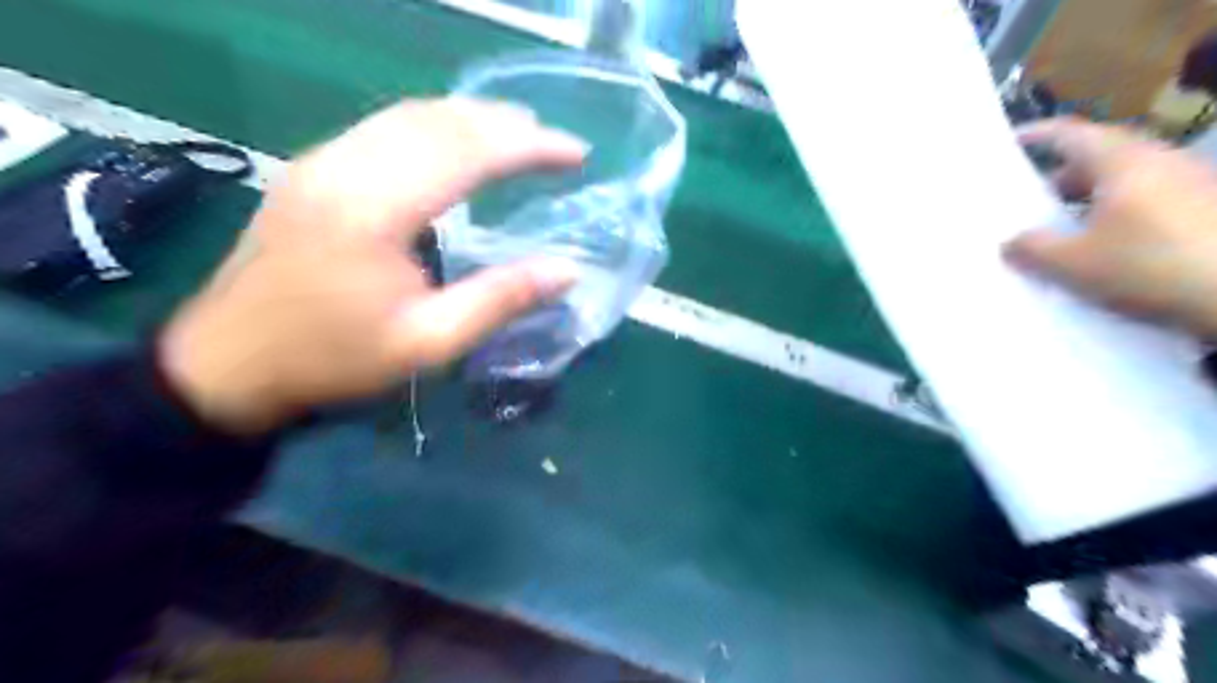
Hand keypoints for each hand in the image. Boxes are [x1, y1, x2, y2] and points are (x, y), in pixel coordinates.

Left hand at [157, 100, 587, 434]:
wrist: (228, 364)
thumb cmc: (333, 359)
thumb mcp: (428, 342)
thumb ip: (501, 299)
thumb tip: (568, 270)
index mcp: (376, 209)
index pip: (468, 152)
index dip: (530, 146)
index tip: (576, 153)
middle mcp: (346, 167)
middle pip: (440, 120)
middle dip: (507, 124)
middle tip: (555, 142)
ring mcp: (322, 161)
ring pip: (410, 114)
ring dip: (472, 118)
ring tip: (520, 133)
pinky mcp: (312, 169)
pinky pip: (385, 126)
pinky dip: (436, 125)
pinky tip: (457, 143)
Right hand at [1010, 120, 1215, 341]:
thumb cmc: (1151, 266)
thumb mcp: (1072, 264)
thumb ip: (1033, 248)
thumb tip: (1011, 242)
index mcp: (1124, 162)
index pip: (1073, 134)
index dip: (1039, 135)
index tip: (1012, 142)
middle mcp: (1162, 162)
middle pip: (1102, 157)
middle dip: (1063, 177)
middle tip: (1031, 202)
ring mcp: (1195, 185)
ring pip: (1129, 182)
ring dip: (1092, 201)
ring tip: (1065, 232)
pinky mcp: (1212, 212)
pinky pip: (1152, 203)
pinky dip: (1120, 217)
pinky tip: (1108, 250)